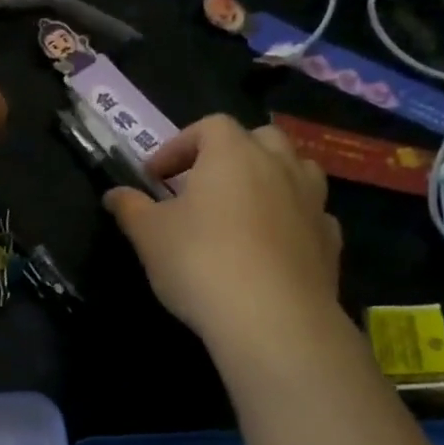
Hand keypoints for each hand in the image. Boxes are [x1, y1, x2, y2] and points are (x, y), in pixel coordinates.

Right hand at [104, 115, 341, 355]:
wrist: (272, 318)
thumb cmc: (199, 262)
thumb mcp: (148, 234)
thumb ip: (130, 208)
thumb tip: (114, 194)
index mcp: (232, 154)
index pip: (208, 126)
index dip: (178, 145)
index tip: (154, 176)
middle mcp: (279, 165)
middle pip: (260, 139)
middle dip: (231, 153)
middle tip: (202, 184)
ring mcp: (312, 201)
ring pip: (296, 170)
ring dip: (269, 179)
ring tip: (241, 209)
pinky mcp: (330, 240)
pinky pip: (310, 214)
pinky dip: (290, 218)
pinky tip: (270, 245)